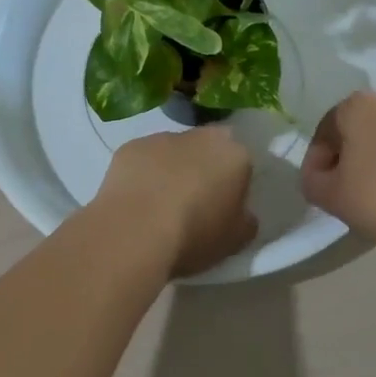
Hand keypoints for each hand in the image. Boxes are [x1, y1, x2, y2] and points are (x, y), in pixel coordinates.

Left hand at [93, 127, 257, 276]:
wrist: (135, 232)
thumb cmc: (194, 235)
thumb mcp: (236, 240)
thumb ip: (245, 219)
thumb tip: (240, 212)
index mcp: (234, 154)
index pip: (241, 161)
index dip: (233, 182)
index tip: (224, 204)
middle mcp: (200, 136)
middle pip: (207, 148)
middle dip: (203, 167)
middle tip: (194, 201)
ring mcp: (161, 138)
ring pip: (173, 151)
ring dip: (171, 168)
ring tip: (159, 204)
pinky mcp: (129, 147)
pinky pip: (143, 159)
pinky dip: (143, 174)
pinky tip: (136, 201)